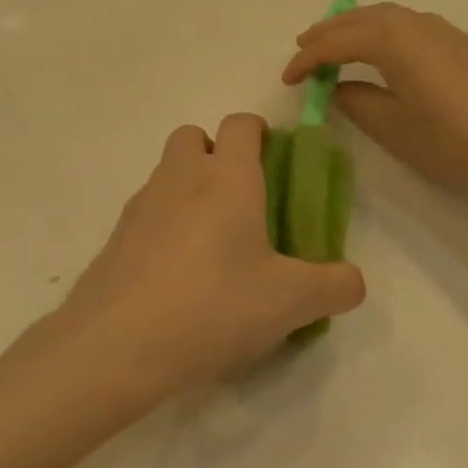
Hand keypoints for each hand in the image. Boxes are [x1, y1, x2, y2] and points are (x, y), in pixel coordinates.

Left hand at [43, 115, 364, 405]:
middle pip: (194, 136)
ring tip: (210, 247)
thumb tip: (351, 280)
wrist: (118, 343)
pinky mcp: (116, 235)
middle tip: (240, 204)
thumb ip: (335, 286)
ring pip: (167, 173)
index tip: (274, 166)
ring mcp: (141, 204)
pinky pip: (146, 212)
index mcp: (227, 178)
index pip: (241, 124)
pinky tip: (176, 275)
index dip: (260, 134)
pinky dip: (163, 225)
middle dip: (216, 154)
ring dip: (188, 190)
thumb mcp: (291, 303)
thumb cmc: (214, 306)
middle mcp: (181, 177)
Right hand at [282, 2, 467, 188]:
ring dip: (353, 26)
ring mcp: (439, 28)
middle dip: (327, 33)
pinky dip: (380, 28)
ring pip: (384, 15)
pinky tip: (381, 47)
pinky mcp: (457, 40)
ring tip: (335, 42)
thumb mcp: (391, 125)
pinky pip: (406, 22)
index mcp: (391, 40)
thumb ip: (356, 102)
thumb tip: (337, 88)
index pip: (336, 44)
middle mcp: (412, 23)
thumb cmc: (449, 136)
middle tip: (302, 48)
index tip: (287, 80)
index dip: (307, 61)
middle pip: (358, 19)